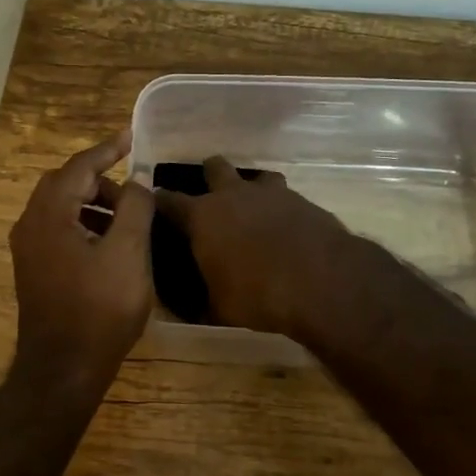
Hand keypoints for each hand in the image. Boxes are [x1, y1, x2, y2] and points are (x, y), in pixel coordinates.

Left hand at [9, 131, 155, 389]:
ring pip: (61, 208)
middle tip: (133, 184)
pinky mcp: (34, 270)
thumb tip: (136, 180)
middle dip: (99, 177)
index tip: (131, 137)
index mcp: (49, 214)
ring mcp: (29, 250)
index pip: (79, 166)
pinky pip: (58, 230)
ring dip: (93, 203)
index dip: (107, 149)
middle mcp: (30, 225)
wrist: (63, 369)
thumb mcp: (128, 253)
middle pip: (65, 184)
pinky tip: (110, 243)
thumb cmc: (99, 309)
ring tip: (128, 215)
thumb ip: (134, 208)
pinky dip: (84, 224)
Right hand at [154, 156, 354, 337]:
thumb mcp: (218, 308)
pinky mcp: (301, 200)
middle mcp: (232, 195)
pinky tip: (284, 229)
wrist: (320, 281)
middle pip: (214, 167)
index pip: (168, 200)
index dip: (159, 201)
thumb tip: (188, 307)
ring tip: (254, 212)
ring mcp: (270, 193)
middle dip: (209, 177)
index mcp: (202, 217)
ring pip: (255, 175)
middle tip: (211, 201)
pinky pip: (284, 196)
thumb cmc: (257, 295)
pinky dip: (280, 208)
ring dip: (251, 190)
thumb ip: (200, 300)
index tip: (154, 205)